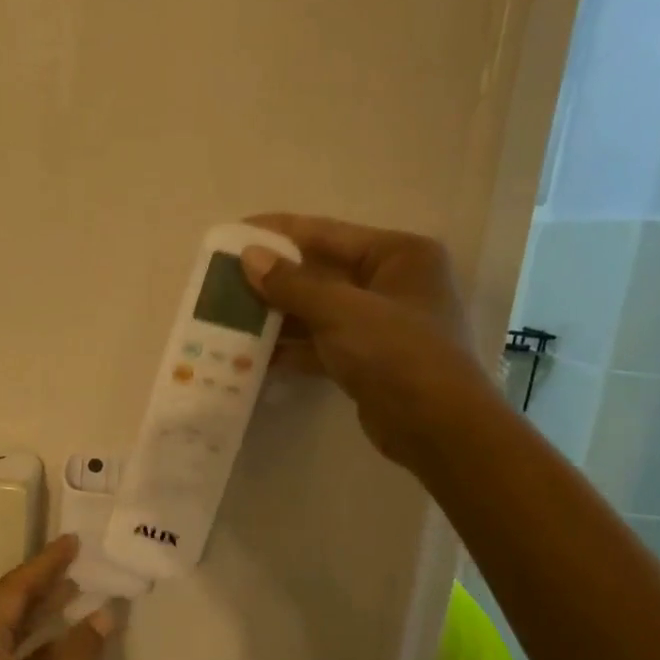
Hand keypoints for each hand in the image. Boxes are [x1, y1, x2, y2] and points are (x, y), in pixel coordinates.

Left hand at [0, 535, 113, 659]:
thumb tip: (102, 615)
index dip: (44, 564)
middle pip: (3, 610)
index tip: (72, 543)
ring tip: (72, 593)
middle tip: (75, 563)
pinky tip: (60, 646)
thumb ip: (81, 653)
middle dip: (39, 586)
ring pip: (2, 636)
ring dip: (36, 617)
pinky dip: (30, 650)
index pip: (12, 592)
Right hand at [240, 213, 500, 471]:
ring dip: (275, 316)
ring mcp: (379, 323)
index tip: (232, 233)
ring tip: (226, 317)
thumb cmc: (397, 353)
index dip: (277, 232)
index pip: (326, 232)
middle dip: (271, 279)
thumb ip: (292, 284)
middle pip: (319, 272)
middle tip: (222, 281)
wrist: (437, 427)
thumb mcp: (340, 311)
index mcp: (398, 254)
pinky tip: (250, 355)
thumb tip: (248, 256)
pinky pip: (319, 343)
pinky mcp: (366, 359)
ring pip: (315, 310)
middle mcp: (391, 282)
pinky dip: (289, 348)